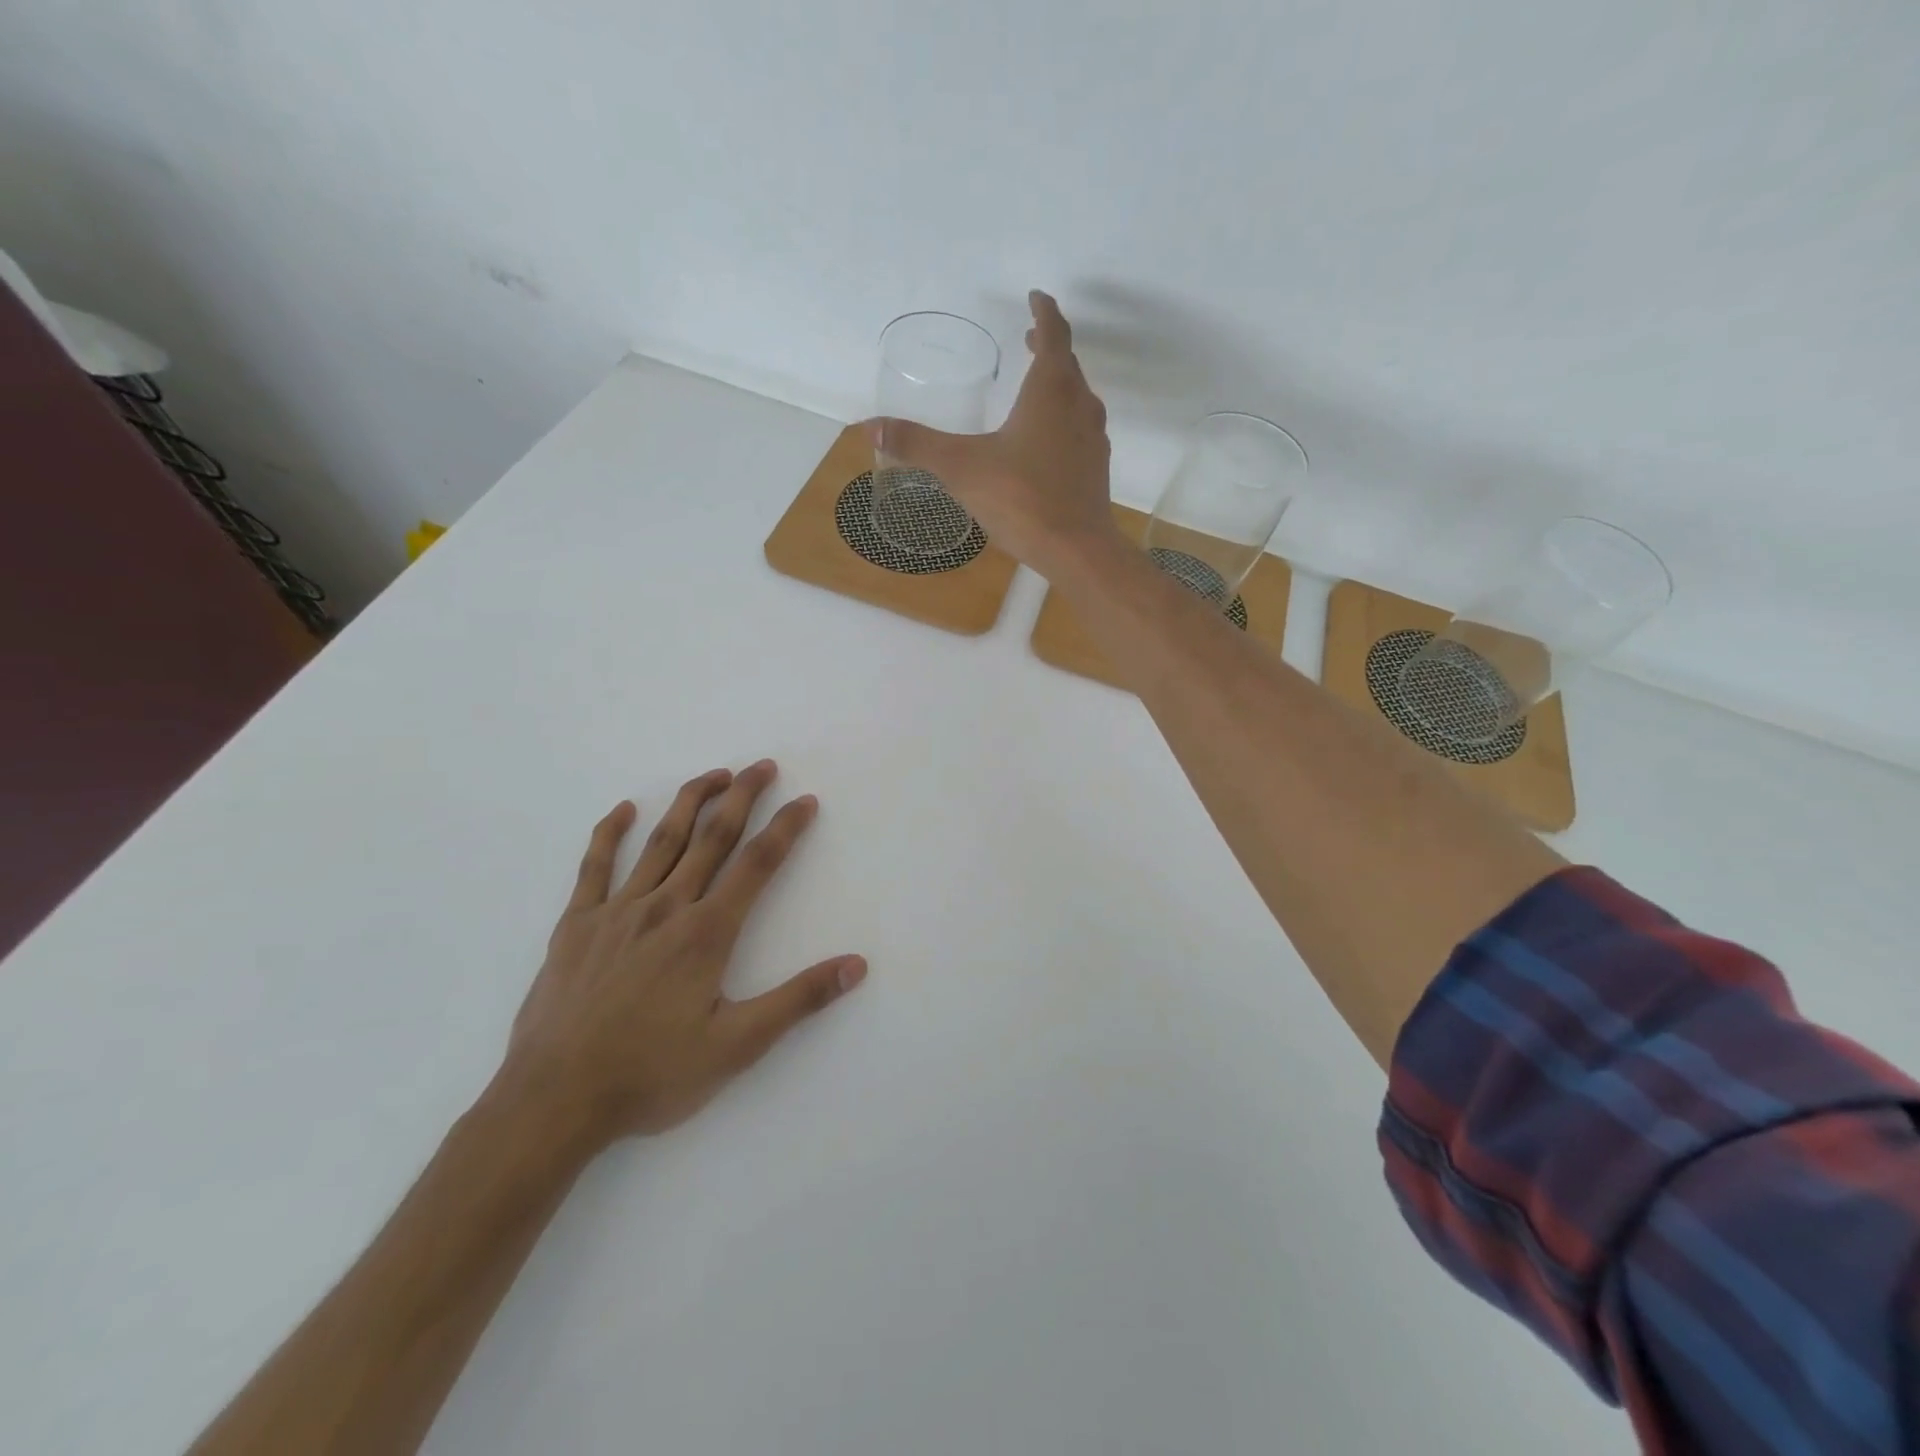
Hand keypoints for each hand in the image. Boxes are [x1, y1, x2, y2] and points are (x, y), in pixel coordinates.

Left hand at [499, 761, 865, 1147]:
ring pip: (661, 841)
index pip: (757, 864)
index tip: (805, 800)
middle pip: (712, 837)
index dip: (785, 828)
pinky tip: (625, 809)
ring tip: (715, 774)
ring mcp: (617, 912)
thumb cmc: (651, 1075)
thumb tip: (856, 966)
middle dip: (742, 796)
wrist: (553, 1102)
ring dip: (690, 802)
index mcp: (706, 933)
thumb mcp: (737, 1046)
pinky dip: (610, 833)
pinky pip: (594, 867)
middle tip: (763, 765)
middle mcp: (666, 907)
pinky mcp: (576, 926)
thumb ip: (798, 1000)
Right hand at [867, 290, 1117, 578]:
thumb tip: (870, 428)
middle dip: (1048, 346)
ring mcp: (1093, 438)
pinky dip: (1063, 419)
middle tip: (1031, 338)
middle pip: (1067, 363)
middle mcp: (1079, 405)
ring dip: (1058, 384)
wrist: (1077, 550)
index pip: (1053, 333)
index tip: (1036, 298)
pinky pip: (1080, 429)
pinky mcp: (1096, 468)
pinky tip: (1045, 442)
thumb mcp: (961, 468)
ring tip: (1036, 387)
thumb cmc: (1022, 500)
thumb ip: (917, 445)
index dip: (1043, 311)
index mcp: (1051, 390)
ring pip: (1077, 397)